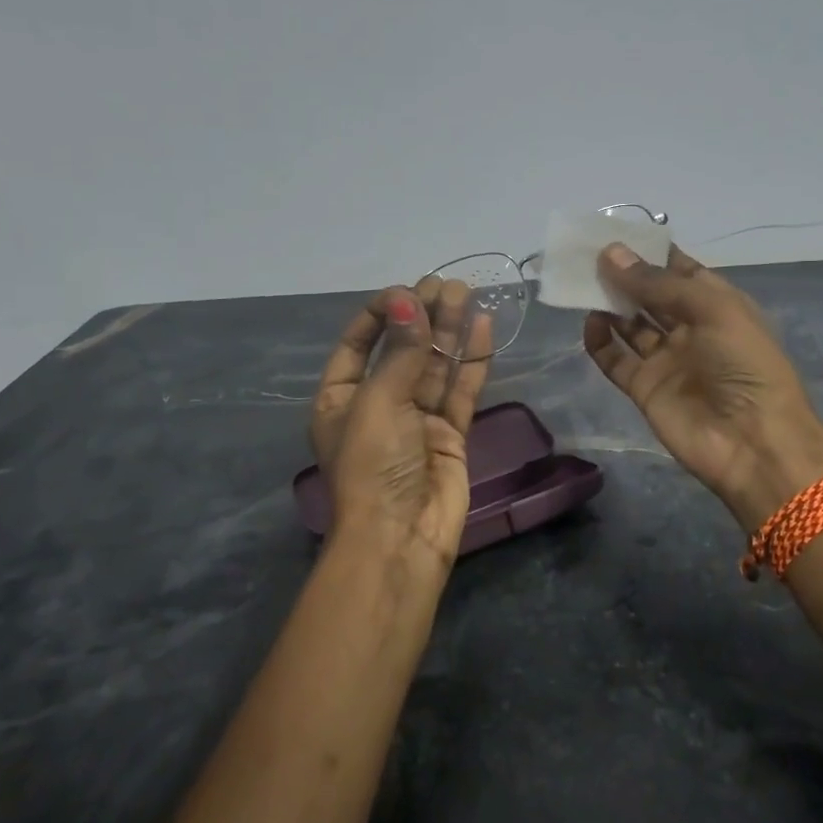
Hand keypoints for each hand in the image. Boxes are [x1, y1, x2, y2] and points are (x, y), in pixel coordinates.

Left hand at [311, 278, 493, 586]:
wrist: (401, 538)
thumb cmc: (373, 466)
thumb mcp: (378, 402)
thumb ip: (400, 351)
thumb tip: (409, 298)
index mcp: (340, 400)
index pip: (356, 345)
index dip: (380, 314)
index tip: (406, 290)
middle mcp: (377, 406)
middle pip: (401, 351)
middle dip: (422, 316)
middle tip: (446, 284)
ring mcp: (415, 421)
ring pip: (434, 366)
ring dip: (449, 331)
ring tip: (466, 293)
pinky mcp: (449, 435)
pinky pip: (459, 390)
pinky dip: (471, 361)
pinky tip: (483, 327)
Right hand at [583, 244, 822, 530]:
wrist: (752, 442)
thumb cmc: (744, 364)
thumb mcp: (712, 310)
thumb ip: (658, 284)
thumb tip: (611, 253)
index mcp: (717, 305)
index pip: (680, 270)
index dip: (651, 252)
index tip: (617, 233)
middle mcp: (690, 329)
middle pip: (650, 295)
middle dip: (624, 274)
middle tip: (588, 253)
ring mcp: (666, 360)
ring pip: (630, 324)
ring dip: (609, 303)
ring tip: (581, 281)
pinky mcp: (644, 388)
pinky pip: (616, 359)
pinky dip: (600, 341)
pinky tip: (589, 322)